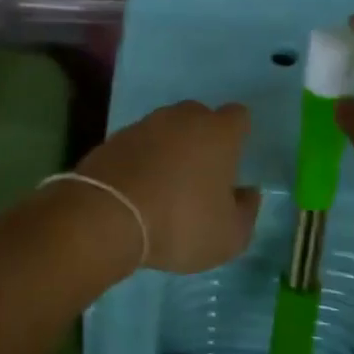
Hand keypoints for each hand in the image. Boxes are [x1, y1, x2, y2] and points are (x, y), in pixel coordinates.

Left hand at [74, 101, 260, 273]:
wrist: (107, 216)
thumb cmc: (180, 223)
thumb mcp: (229, 236)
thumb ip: (246, 212)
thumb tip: (247, 193)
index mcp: (218, 132)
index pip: (238, 116)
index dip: (238, 136)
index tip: (233, 162)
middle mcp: (181, 118)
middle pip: (199, 117)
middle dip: (202, 139)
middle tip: (200, 175)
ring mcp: (143, 125)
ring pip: (166, 129)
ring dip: (169, 149)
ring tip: (166, 185)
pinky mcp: (113, 139)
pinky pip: (138, 144)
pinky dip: (141, 159)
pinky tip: (139, 188)